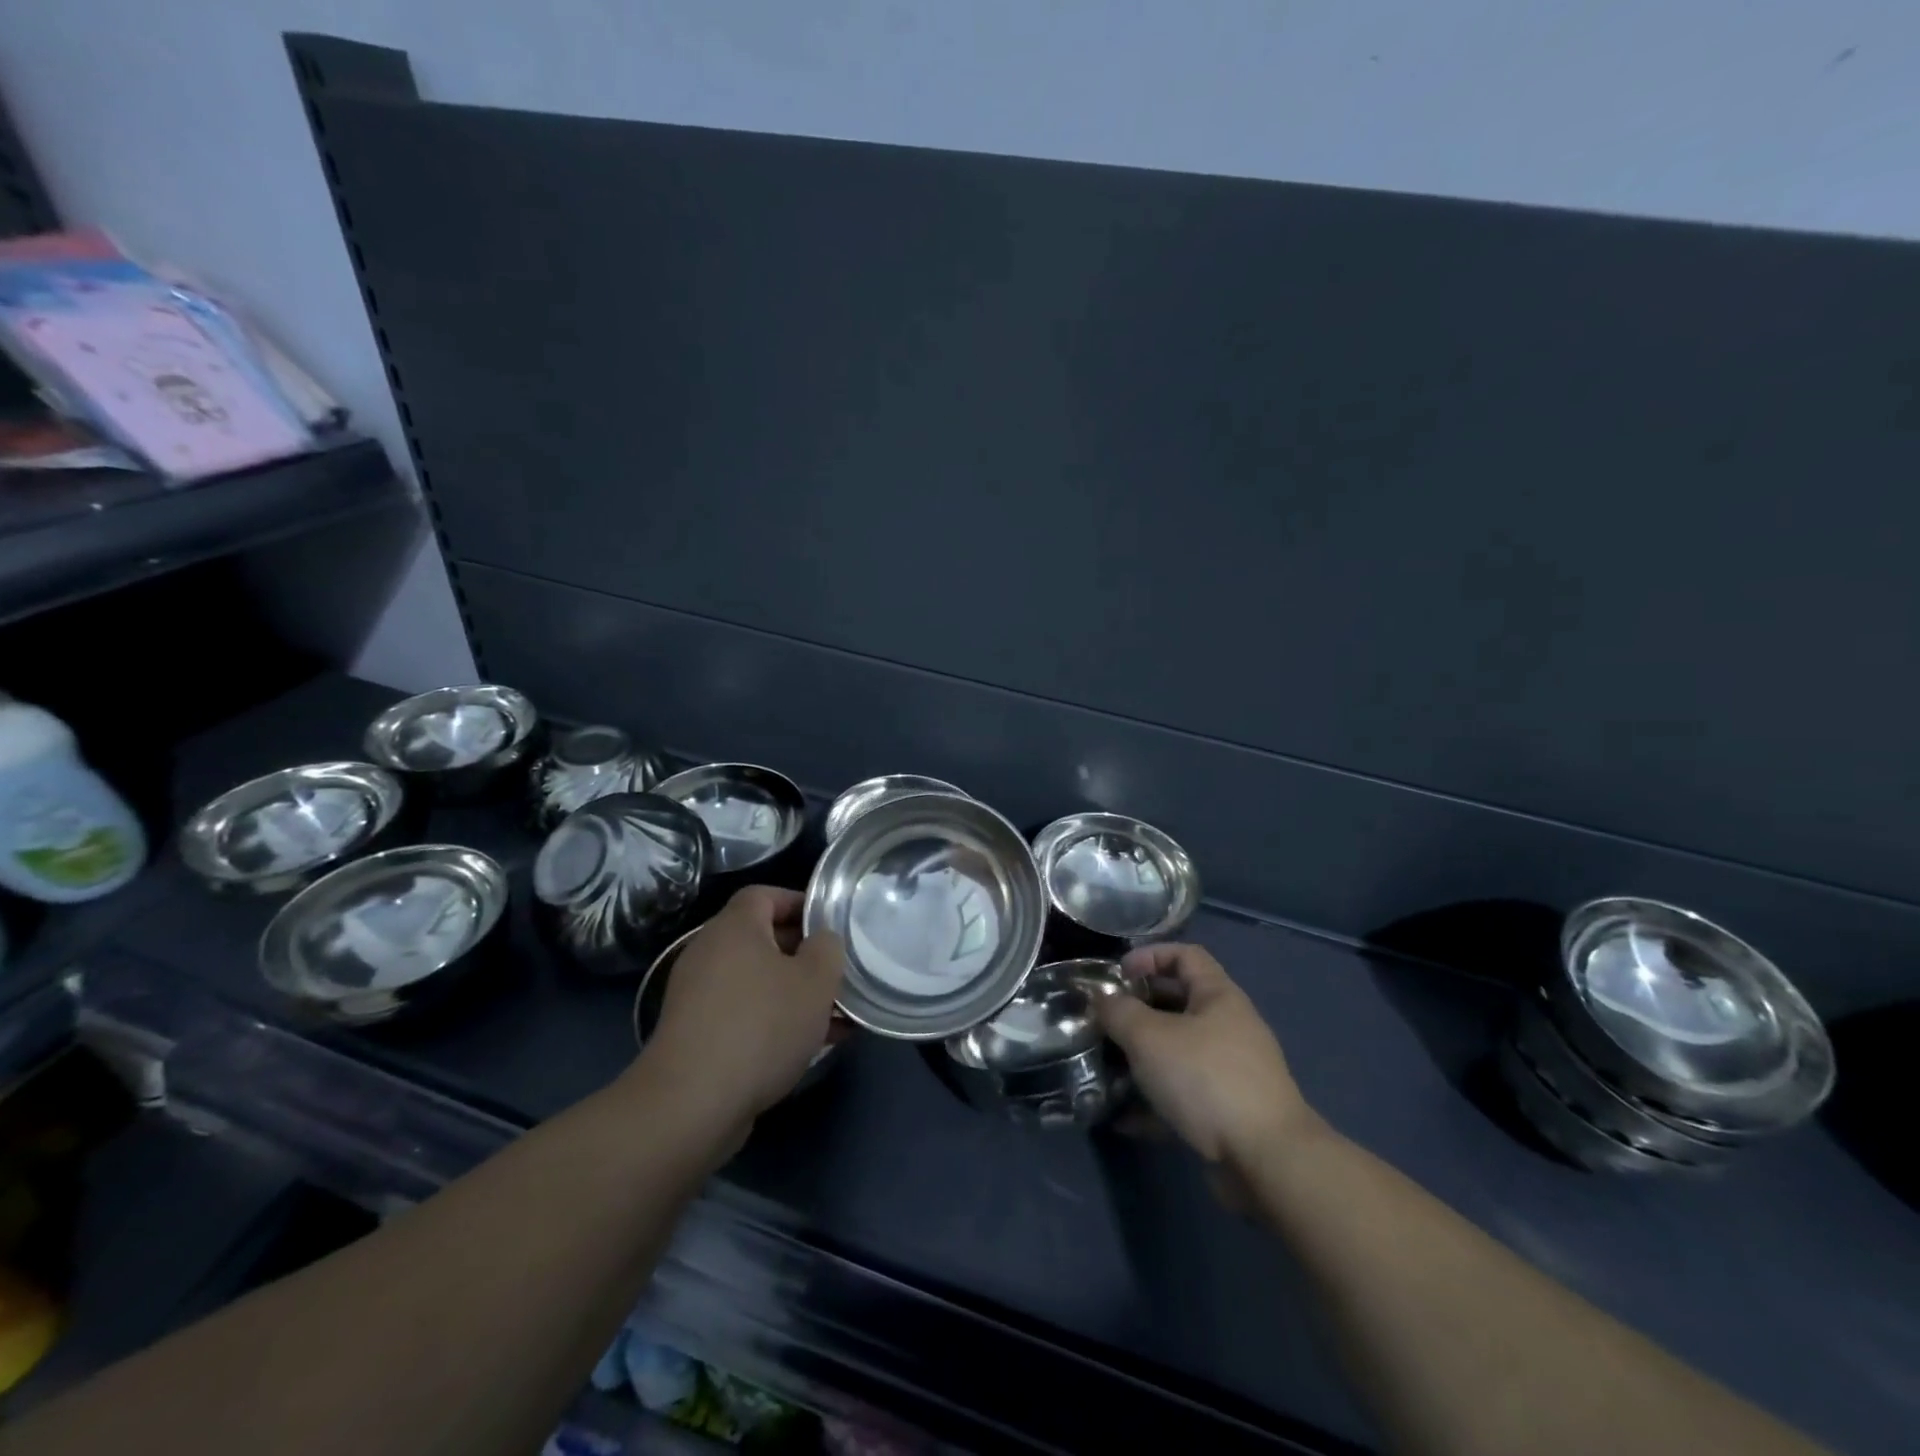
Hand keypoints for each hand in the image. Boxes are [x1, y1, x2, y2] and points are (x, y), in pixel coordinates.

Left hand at [638, 886, 844, 1133]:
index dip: (800, 903)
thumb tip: (821, 940)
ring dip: (794, 993)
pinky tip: (807, 1047)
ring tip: (834, 1016)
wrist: (691, 1104)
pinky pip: (743, 1013)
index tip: (831, 924)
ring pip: (757, 981)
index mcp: (734, 928)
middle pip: (762, 939)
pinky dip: (773, 1020)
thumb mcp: (815, 981)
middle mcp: (709, 953)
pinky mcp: (695, 1034)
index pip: (765, 895)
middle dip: (804, 955)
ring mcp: (697, 995)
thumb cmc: (761, 1026)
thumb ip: (827, 949)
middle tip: (838, 973)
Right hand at [1094, 943, 1316, 1167]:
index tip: (1117, 975)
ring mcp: (1230, 1071)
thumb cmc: (1206, 1079)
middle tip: (1104, 1022)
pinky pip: (1183, 1094)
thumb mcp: (1149, 1037)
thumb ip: (1119, 1012)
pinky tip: (1124, 1118)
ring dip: (1142, 1058)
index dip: (1149, 955)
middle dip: (1138, 1010)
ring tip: (1107, 1069)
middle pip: (1178, 1003)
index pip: (1185, 955)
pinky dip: (1155, 1101)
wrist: (1266, 1160)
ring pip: (1177, 1052)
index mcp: (1218, 996)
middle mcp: (1229, 1027)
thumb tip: (1102, 998)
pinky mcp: (1227, 1111)